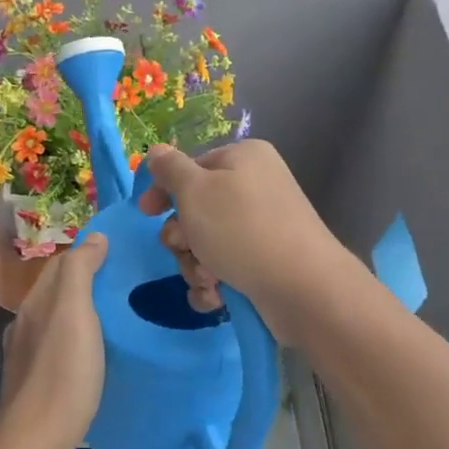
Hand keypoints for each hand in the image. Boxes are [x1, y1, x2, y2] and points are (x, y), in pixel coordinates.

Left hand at [0, 233, 108, 448]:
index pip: (60, 264)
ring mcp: (27, 355)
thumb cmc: (62, 371)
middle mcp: (26, 323)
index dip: (86, 253)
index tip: (120, 252)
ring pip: (57, 320)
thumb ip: (80, 271)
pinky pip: (59, 346)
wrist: (36, 439)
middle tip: (125, 282)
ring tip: (116, 315)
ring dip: (81, 311)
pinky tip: (94, 353)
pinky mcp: (36, 381)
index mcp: (35, 302)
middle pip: (57, 291)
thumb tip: (94, 236)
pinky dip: (77, 338)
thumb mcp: (75, 312)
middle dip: (86, 281)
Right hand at [137, 142, 348, 339]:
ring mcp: (263, 228)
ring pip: (206, 244)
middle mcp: (255, 188)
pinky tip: (218, 296)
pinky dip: (214, 284)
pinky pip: (224, 269)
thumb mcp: (195, 190)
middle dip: (183, 237)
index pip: (191, 167)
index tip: (146, 212)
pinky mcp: (266, 264)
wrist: (302, 288)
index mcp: (243, 159)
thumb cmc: (241, 229)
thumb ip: (169, 169)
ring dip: (196, 265)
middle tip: (186, 248)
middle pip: (196, 210)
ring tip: (210, 279)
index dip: (164, 190)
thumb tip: (156, 153)